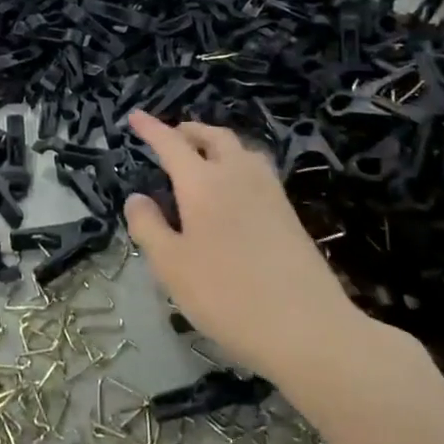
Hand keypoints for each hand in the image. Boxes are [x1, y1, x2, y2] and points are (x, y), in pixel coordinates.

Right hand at [122, 112, 377, 383]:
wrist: (307, 327)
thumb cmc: (227, 296)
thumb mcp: (171, 267)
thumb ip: (148, 227)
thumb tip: (137, 197)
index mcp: (203, 183)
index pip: (171, 144)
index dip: (151, 128)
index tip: (135, 115)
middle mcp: (237, 174)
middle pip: (213, 137)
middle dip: (189, 130)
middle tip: (171, 136)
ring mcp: (269, 191)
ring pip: (240, 149)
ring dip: (216, 143)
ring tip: (202, 156)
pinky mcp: (288, 212)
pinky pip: (257, 169)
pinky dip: (237, 162)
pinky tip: (233, 188)